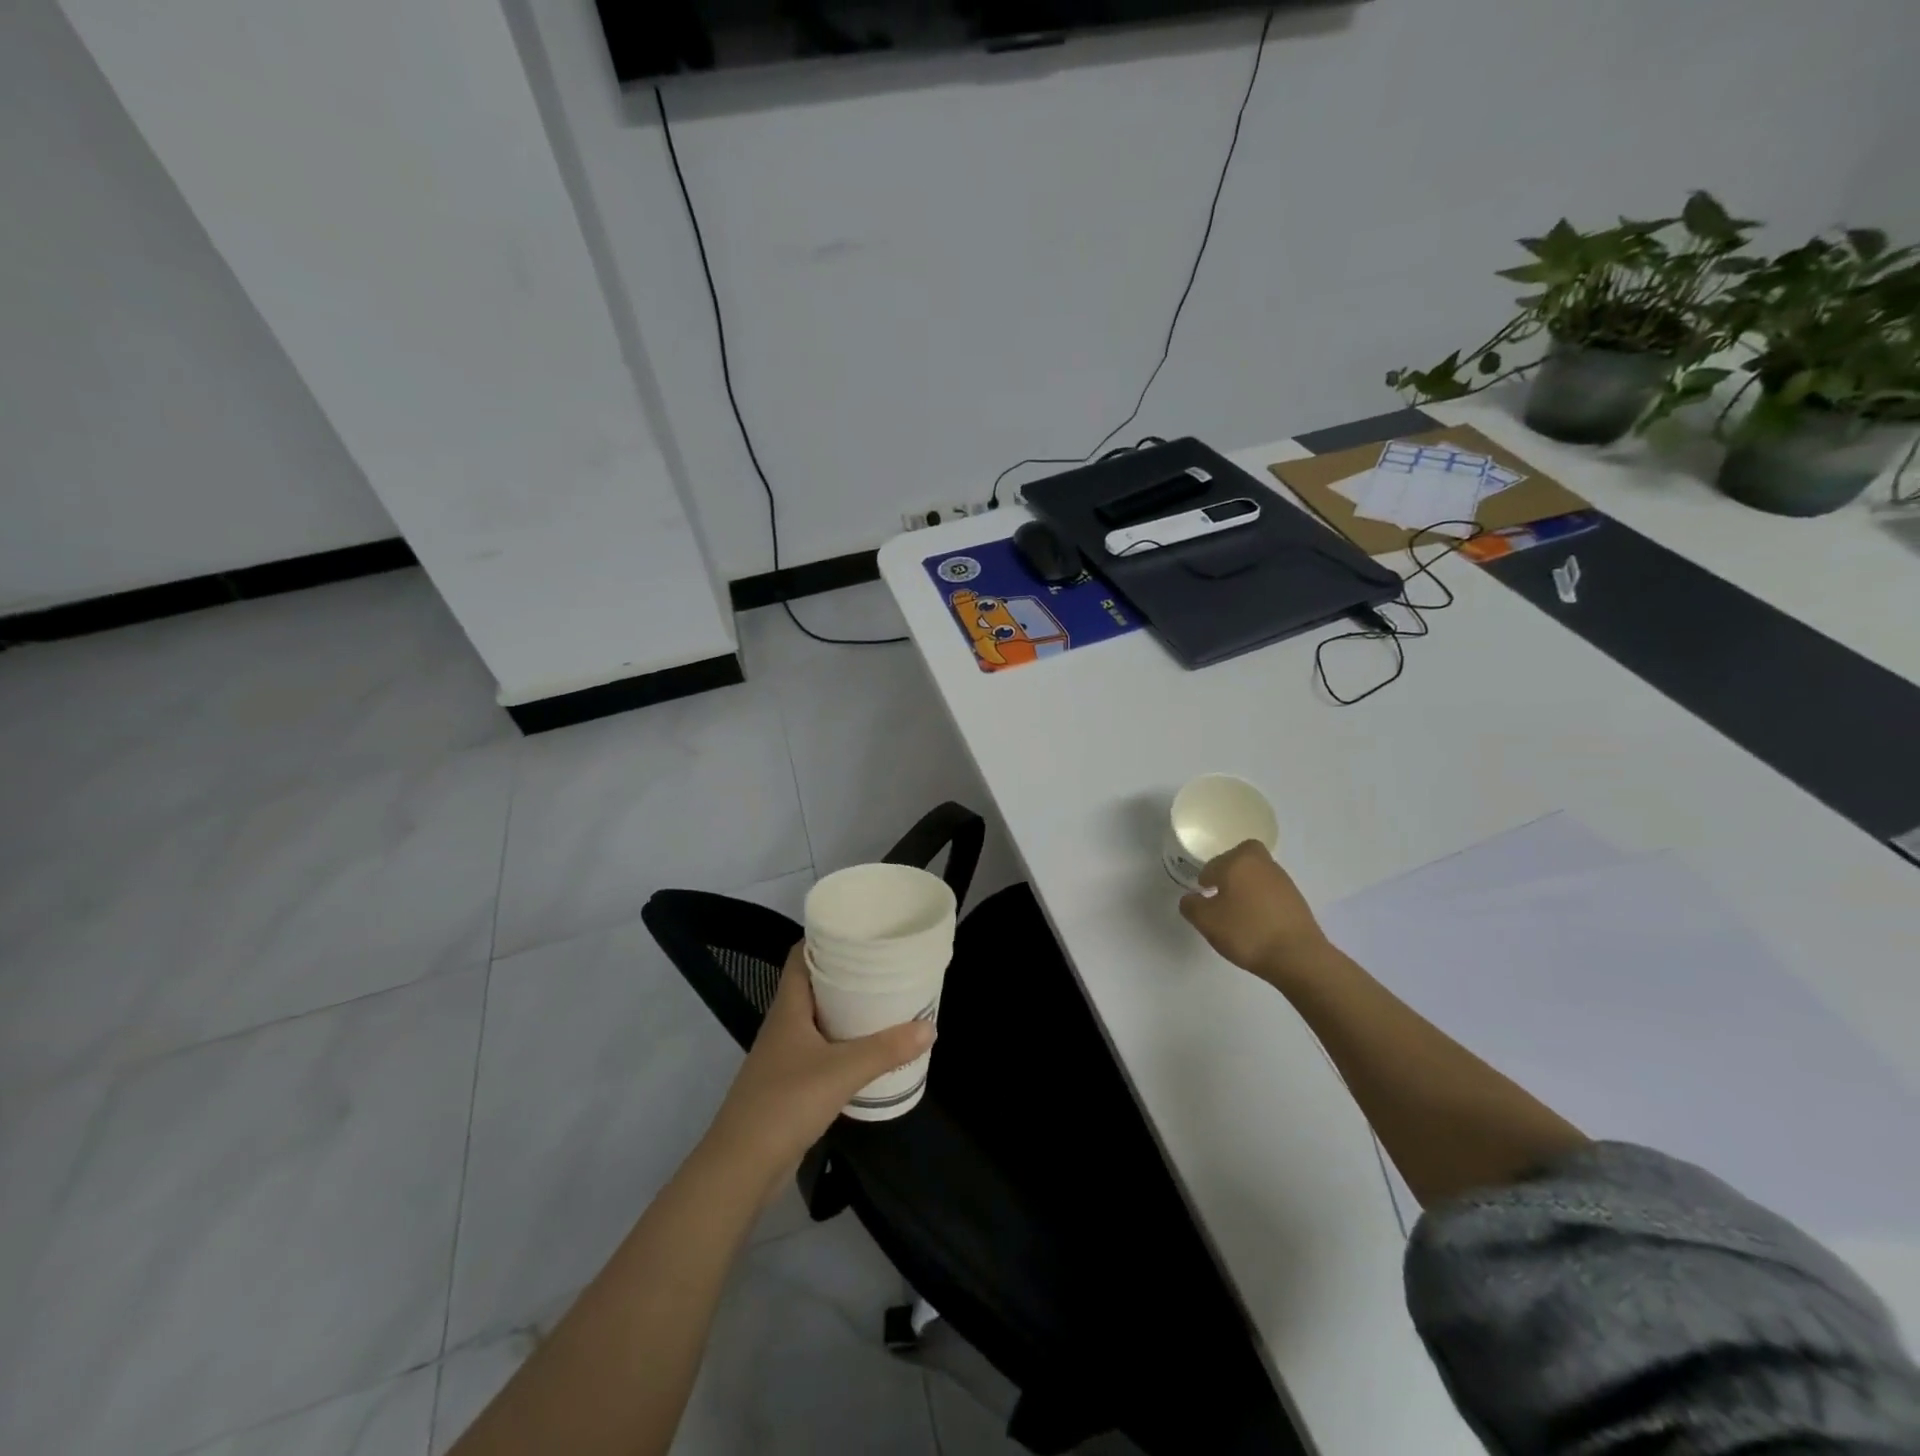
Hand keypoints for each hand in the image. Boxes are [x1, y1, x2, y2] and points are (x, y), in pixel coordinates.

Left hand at [703, 944, 934, 1183]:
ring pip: (818, 1019)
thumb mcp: (842, 1071)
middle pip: (813, 985)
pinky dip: (843, 1044)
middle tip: (883, 964)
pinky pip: (820, 1050)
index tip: (859, 929)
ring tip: (883, 1001)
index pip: (801, 955)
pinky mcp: (789, 1085)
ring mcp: (784, 1056)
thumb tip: (930, 1027)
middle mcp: (783, 1024)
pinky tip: (867, 1051)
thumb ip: (886, 1049)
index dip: (825, 937)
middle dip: (845, 973)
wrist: (741, 1167)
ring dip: (846, 1010)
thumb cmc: (786, 1103)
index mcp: (788, 1007)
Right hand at [1178, 840, 1329, 983]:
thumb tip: (1192, 898)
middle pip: (1240, 858)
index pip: (1212, 864)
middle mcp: (1262, 863)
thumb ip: (1191, 905)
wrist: (1298, 956)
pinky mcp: (1297, 899)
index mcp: (1238, 861)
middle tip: (1221, 894)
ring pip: (1257, 874)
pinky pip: (1271, 891)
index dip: (1204, 880)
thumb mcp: (1206, 921)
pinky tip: (1258, 922)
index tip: (1203, 898)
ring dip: (1247, 886)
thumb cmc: (1246, 932)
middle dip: (1229, 871)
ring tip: (1239, 913)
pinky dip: (1262, 900)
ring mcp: (1283, 880)